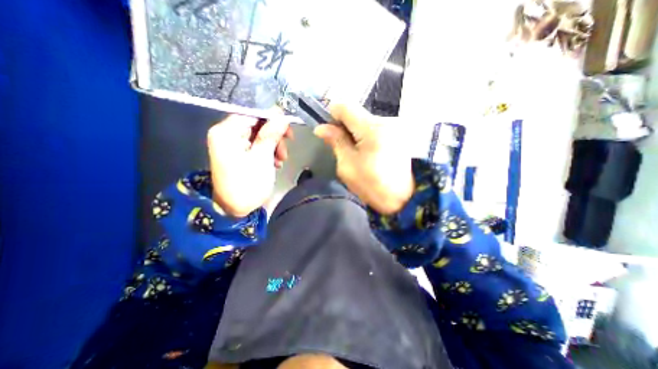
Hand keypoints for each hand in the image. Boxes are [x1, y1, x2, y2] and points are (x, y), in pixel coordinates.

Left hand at [208, 115, 291, 216]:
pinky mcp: (238, 152)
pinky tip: (275, 163)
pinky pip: (256, 145)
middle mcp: (226, 133)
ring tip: (281, 161)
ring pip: (259, 135)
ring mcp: (232, 143)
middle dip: (274, 136)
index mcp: (226, 132)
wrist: (234, 209)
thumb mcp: (262, 158)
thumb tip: (282, 116)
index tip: (288, 128)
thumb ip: (271, 135)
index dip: (272, 118)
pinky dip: (267, 152)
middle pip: (256, 124)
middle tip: (285, 150)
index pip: (252, 113)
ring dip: (273, 146)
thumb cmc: (248, 184)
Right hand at [312, 104, 409, 214]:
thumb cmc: (371, 186)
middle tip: (339, 146)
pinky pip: (374, 129)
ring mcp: (393, 128)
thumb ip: (336, 142)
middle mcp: (385, 122)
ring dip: (354, 133)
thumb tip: (321, 128)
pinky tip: (366, 152)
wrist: (402, 200)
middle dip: (343, 126)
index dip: (332, 115)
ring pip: (365, 122)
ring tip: (354, 152)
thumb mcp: (347, 166)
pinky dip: (365, 137)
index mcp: (371, 129)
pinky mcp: (397, 135)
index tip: (328, 130)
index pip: (346, 107)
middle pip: (356, 114)